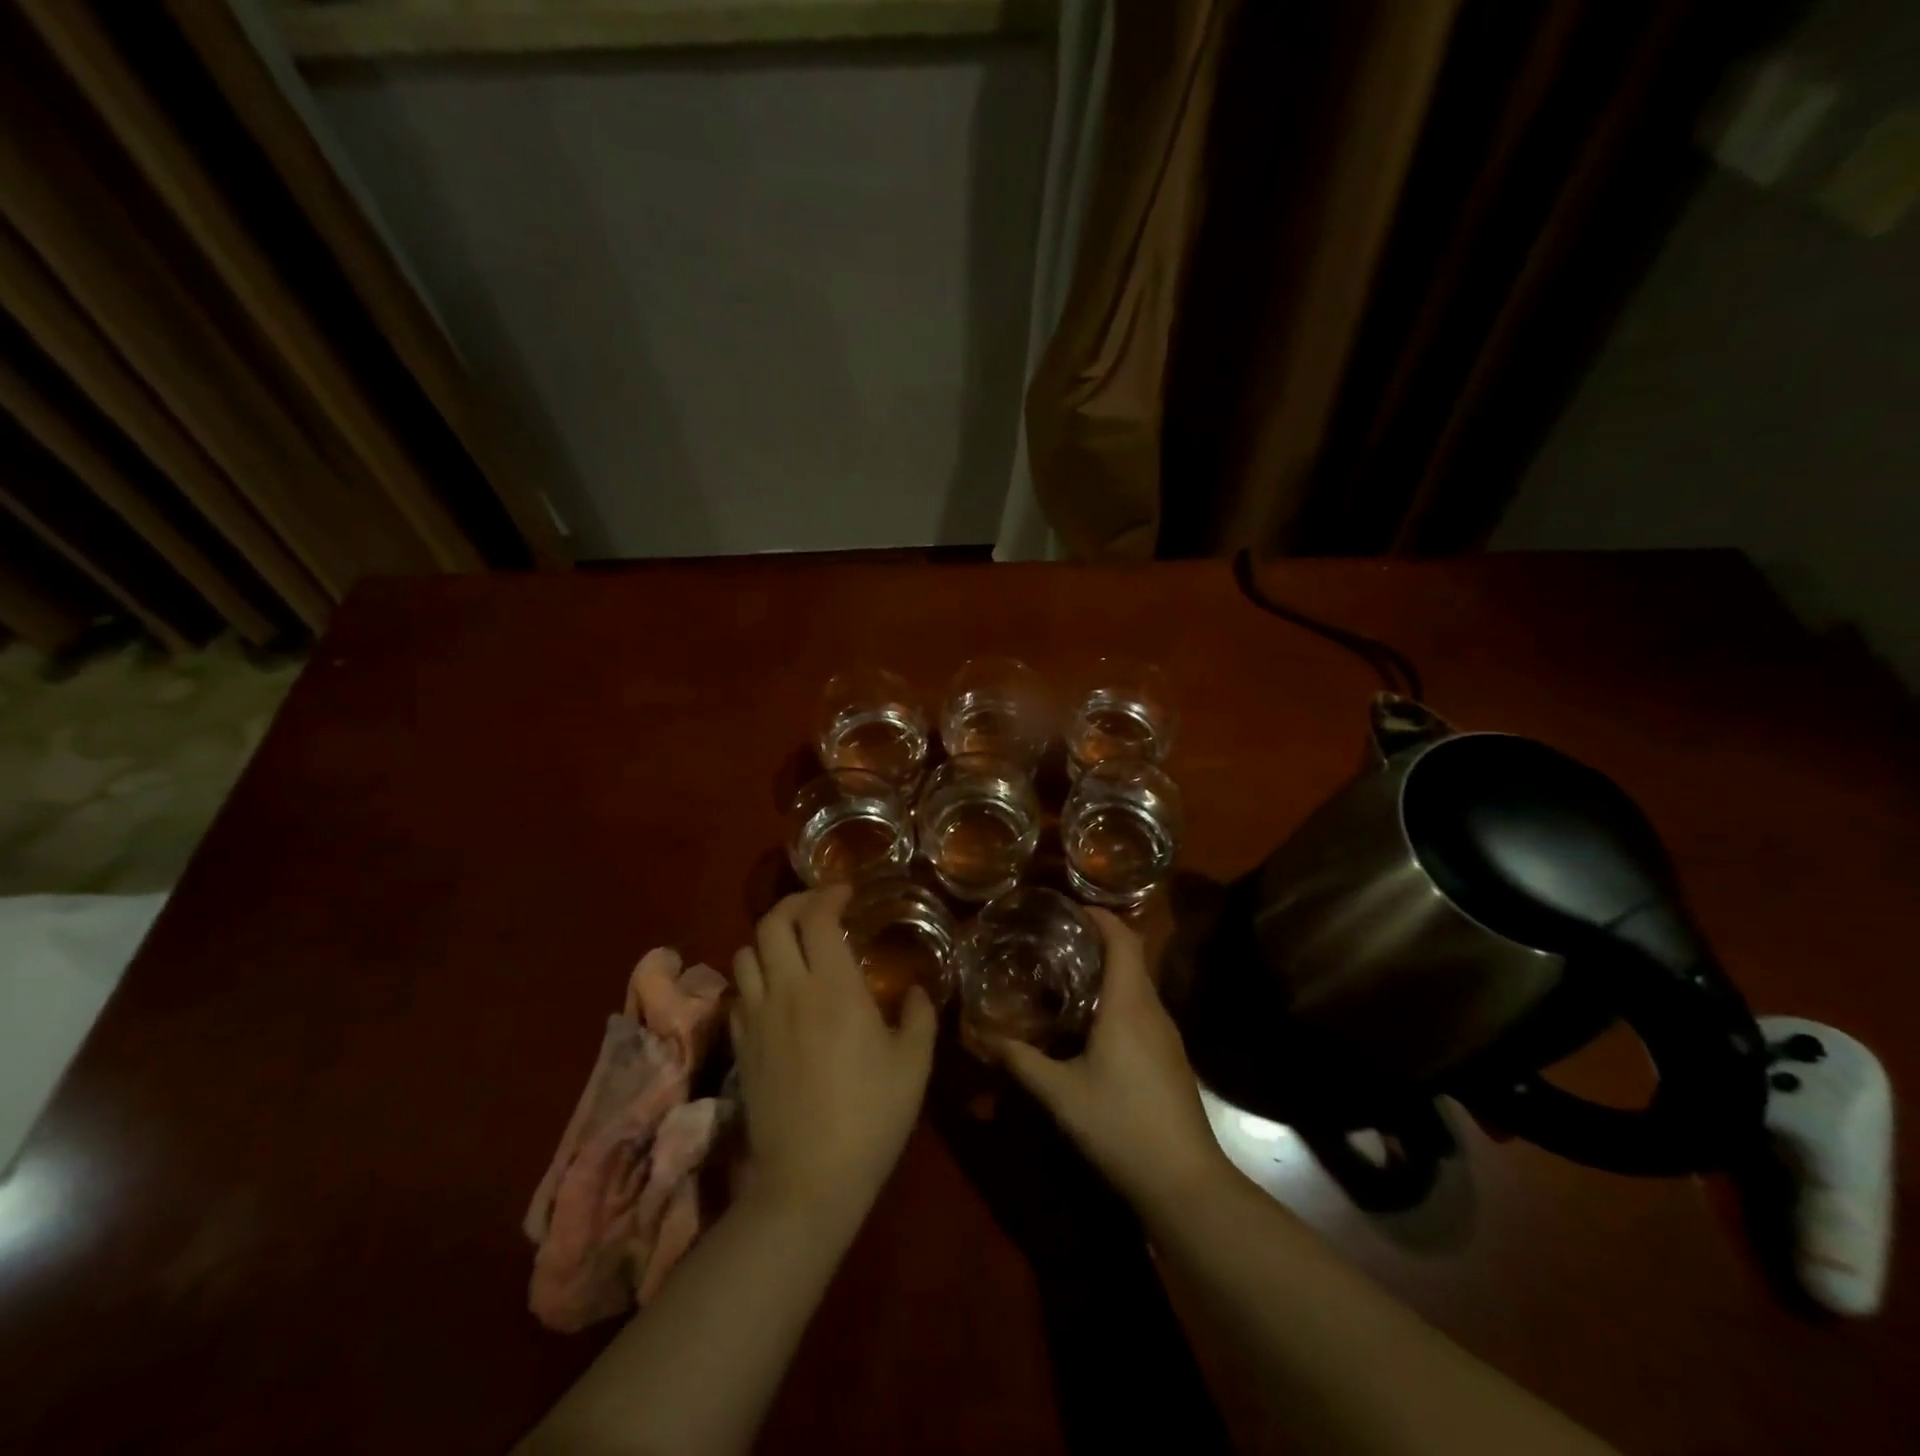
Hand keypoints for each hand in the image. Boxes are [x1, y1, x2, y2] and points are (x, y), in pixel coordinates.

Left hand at [730, 885, 936, 1233]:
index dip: (829, 894)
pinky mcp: (739, 1046)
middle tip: (817, 908)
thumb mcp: (914, 1064)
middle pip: (771, 923)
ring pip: (745, 953)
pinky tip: (774, 991)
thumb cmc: (871, 1117)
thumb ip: (919, 1016)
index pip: (816, 918)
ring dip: (768, 939)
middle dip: (793, 903)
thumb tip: (918, 991)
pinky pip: (737, 992)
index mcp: (834, 986)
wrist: (808, 1180)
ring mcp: (756, 1017)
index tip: (846, 892)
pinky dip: (753, 976)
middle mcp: (788, 990)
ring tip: (792, 947)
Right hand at [994, 909, 1231, 1212]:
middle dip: (1099, 941)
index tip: (1070, 908)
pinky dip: (1118, 998)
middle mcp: (1153, 1010)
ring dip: (1109, 971)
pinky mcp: (1171, 1058)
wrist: (1185, 1183)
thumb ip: (1020, 1061)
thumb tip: (982, 1036)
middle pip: (1132, 958)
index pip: (1123, 939)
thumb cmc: (1121, 1126)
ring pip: (1138, 986)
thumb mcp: (1060, 1094)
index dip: (1101, 917)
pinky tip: (1092, 1023)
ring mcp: (1167, 1036)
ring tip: (1067, 975)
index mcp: (1129, 1005)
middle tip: (1056, 940)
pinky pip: (1143, 1010)